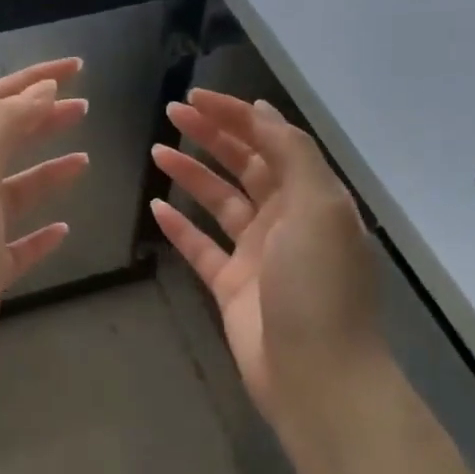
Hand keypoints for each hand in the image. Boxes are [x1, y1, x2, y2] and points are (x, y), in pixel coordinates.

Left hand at [0, 58, 88, 396]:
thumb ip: (0, 127)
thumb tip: (42, 90)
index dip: (34, 79)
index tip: (78, 69)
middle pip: (5, 142)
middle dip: (42, 119)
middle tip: (84, 108)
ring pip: (15, 191)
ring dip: (47, 171)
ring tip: (84, 161)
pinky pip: (19, 242)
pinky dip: (42, 230)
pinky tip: (64, 228)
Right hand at [150, 91, 383, 434]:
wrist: (316, 375)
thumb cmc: (318, 286)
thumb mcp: (318, 207)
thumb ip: (291, 154)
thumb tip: (262, 111)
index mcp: (313, 197)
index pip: (272, 141)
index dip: (236, 115)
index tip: (197, 97)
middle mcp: (286, 220)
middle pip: (245, 165)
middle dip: (211, 135)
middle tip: (172, 112)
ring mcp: (257, 254)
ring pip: (220, 202)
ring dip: (191, 174)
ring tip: (156, 151)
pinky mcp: (231, 287)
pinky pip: (201, 247)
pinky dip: (180, 227)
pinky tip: (156, 207)